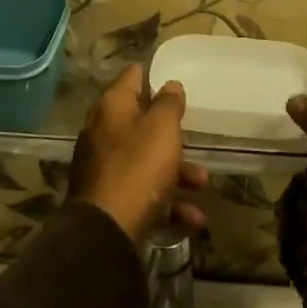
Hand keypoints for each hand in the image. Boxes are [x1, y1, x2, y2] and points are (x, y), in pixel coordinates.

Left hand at [70, 65, 208, 239]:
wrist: (105, 232)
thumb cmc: (138, 168)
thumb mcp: (162, 129)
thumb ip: (169, 103)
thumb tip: (170, 84)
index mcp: (112, 107)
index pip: (132, 77)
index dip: (152, 75)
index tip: (173, 79)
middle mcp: (103, 131)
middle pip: (141, 123)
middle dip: (171, 134)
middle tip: (193, 137)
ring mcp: (104, 167)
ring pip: (146, 160)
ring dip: (178, 172)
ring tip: (202, 184)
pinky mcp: (109, 199)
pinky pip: (144, 193)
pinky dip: (168, 202)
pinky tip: (193, 218)